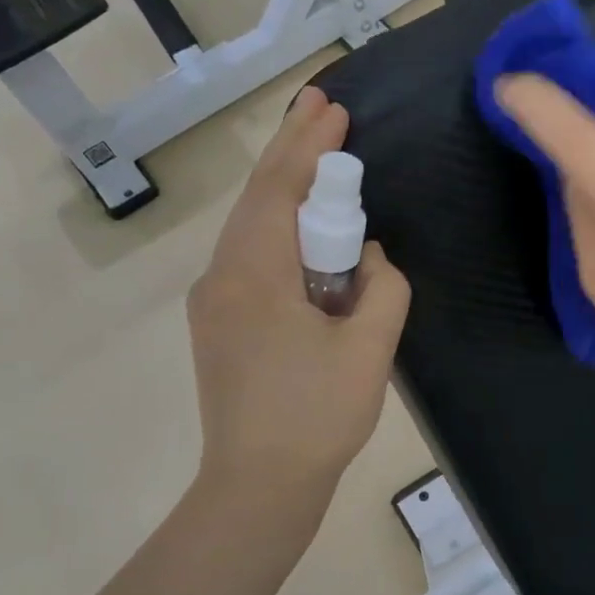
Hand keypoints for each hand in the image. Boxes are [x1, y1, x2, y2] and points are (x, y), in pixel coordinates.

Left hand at [187, 87, 410, 506]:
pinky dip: (279, 231)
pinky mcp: (218, 326)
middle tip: (321, 107)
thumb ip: (382, 287)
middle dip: (291, 151)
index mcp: (255, 274)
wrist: (258, 486)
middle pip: (257, 198)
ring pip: (251, 228)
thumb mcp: (370, 349)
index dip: (309, 145)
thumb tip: (368, 258)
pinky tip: (305, 235)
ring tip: (319, 162)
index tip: (334, 107)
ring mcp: (213, 302)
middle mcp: (221, 276)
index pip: (280, 189)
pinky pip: (250, 259)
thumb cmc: (316, 417)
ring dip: (285, 192)